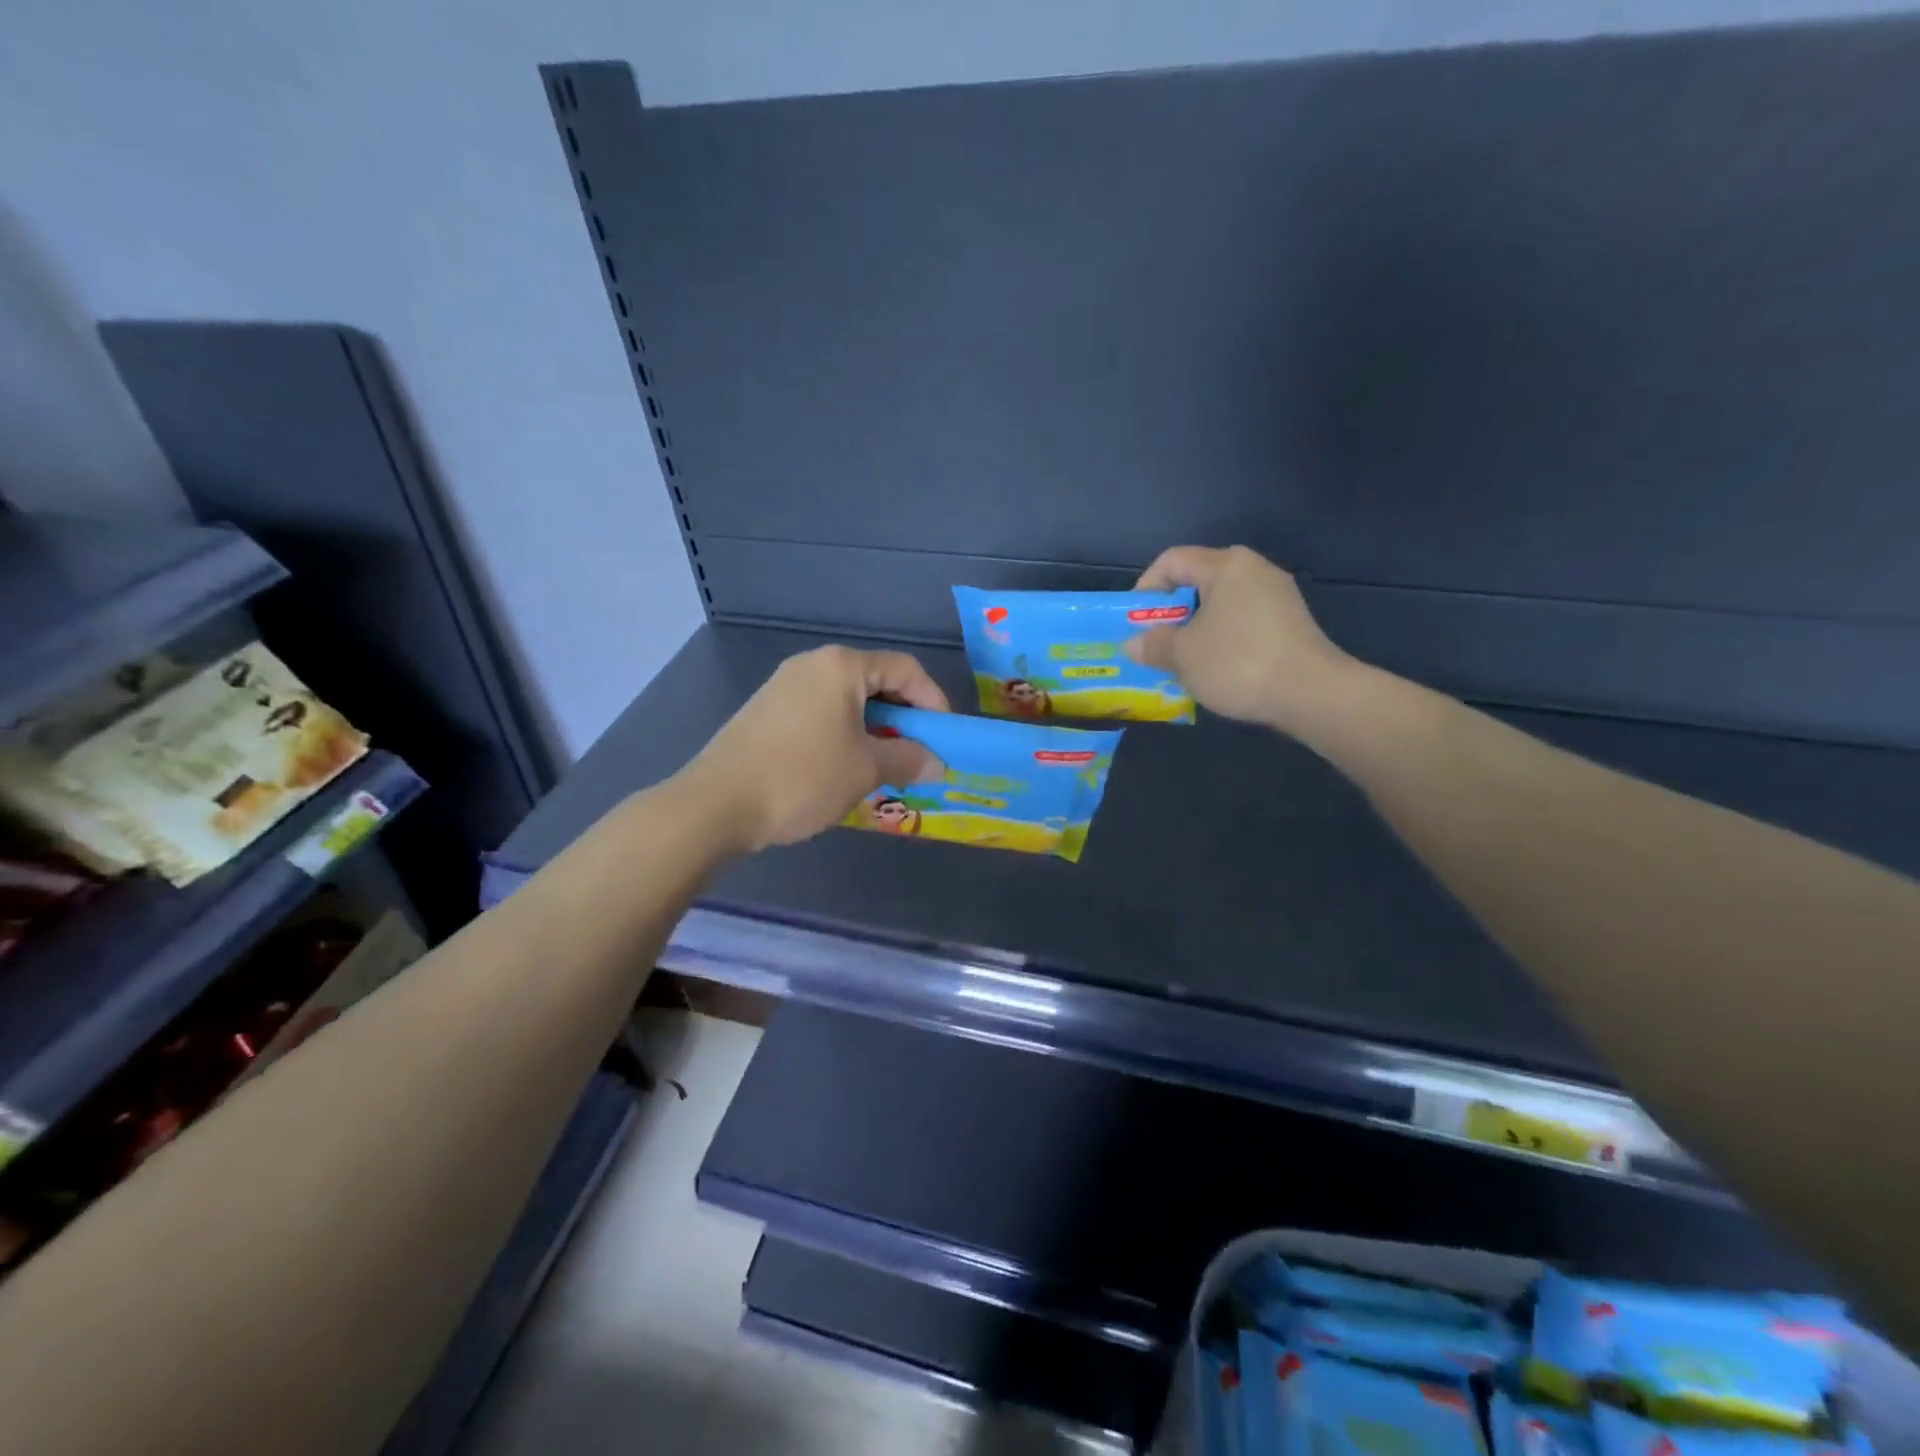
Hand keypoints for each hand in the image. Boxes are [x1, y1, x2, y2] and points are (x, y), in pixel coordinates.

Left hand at [680, 646, 949, 852]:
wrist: (717, 804)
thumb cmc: (802, 777)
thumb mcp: (865, 770)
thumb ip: (908, 760)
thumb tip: (936, 764)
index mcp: (841, 666)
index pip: (905, 669)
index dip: (933, 700)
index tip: (944, 737)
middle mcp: (812, 665)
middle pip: (875, 681)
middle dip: (903, 718)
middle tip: (917, 754)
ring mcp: (784, 687)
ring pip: (846, 701)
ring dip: (874, 729)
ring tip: (884, 766)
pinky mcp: (766, 712)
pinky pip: (820, 713)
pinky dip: (844, 734)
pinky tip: (844, 768)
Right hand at [1125, 546, 1354, 732]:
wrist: (1312, 694)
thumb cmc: (1238, 663)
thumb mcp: (1183, 656)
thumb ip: (1153, 645)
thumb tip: (1134, 644)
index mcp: (1226, 566)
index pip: (1172, 560)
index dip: (1146, 587)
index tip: (1135, 622)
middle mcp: (1255, 570)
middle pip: (1198, 581)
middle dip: (1170, 612)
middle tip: (1155, 643)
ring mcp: (1278, 597)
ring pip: (1221, 605)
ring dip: (1195, 629)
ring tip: (1181, 661)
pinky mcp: (1290, 624)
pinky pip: (1243, 623)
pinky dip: (1222, 640)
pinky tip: (1215, 669)